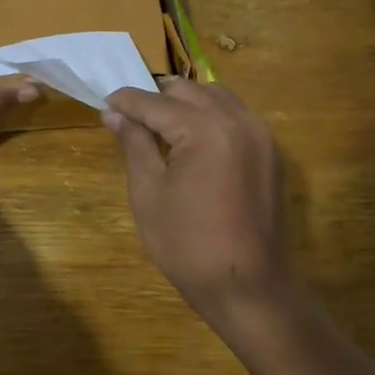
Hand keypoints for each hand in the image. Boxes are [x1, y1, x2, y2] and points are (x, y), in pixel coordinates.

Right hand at [102, 79, 290, 329]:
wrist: (247, 284)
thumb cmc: (187, 244)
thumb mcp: (149, 192)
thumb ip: (134, 144)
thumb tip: (113, 114)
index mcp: (204, 128)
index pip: (154, 102)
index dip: (125, 102)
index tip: (105, 105)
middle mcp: (237, 119)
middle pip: (187, 90)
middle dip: (156, 99)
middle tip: (131, 120)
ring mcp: (259, 133)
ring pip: (215, 96)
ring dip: (186, 103)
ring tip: (162, 127)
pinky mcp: (270, 150)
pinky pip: (236, 115)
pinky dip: (212, 116)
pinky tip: (194, 139)